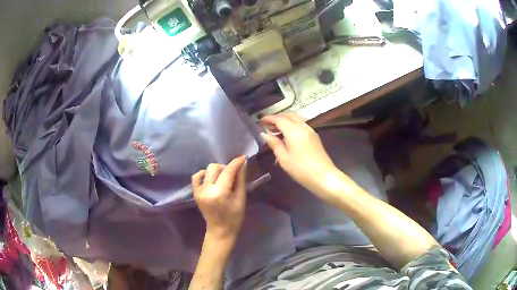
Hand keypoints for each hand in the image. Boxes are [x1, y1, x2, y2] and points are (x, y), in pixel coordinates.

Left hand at [192, 156, 246, 240]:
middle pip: (215, 167)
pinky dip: (204, 174)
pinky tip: (211, 179)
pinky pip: (197, 176)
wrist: (220, 230)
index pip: (227, 171)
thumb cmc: (234, 217)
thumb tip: (243, 163)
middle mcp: (206, 190)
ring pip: (207, 170)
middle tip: (233, 175)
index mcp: (220, 193)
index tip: (243, 157)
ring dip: (216, 170)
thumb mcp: (241, 199)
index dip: (236, 163)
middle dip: (226, 167)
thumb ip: (241, 180)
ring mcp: (198, 191)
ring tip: (222, 178)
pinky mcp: (195, 192)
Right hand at [261, 112, 337, 194]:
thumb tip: (264, 134)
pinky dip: (292, 126)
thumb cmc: (301, 169)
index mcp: (294, 130)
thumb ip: (274, 144)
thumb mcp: (284, 158)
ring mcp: (311, 131)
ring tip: (276, 131)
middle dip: (278, 118)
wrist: (324, 177)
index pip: (279, 119)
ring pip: (296, 119)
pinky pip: (301, 125)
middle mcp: (303, 127)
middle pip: (289, 115)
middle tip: (268, 126)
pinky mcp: (315, 137)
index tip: (260, 121)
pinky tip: (287, 136)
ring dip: (286, 121)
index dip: (269, 118)